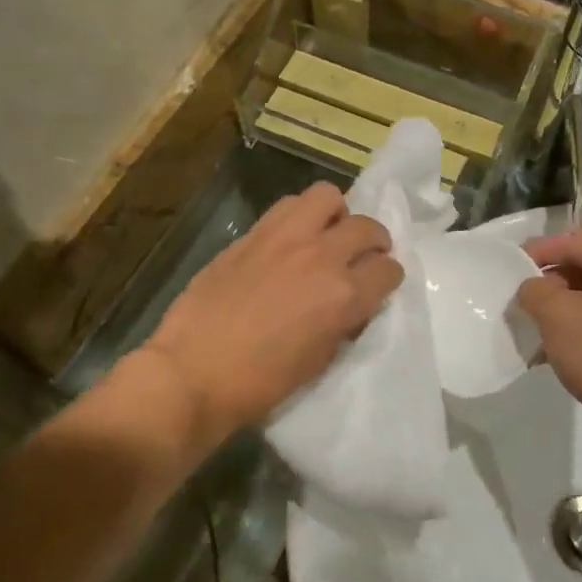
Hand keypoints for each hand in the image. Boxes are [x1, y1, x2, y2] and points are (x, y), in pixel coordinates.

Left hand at [140, 181, 401, 444]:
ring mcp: (284, 239)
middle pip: (367, 227)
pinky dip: (300, 216)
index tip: (378, 288)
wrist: (193, 373)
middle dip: (373, 242)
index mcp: (344, 296)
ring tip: (325, 236)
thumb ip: (343, 323)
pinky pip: (287, 206)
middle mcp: (321, 257)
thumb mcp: (320, 360)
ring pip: (327, 197)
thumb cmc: (261, 384)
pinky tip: (290, 240)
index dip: (387, 280)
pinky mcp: (251, 234)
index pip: (388, 270)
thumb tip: (349, 306)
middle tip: (362, 257)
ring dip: (336, 215)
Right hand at [515, 232, 581, 455]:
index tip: (511, 266)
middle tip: (525, 302)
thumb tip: (536, 287)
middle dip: (554, 282)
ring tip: (541, 329)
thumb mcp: (555, 316)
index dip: (538, 252)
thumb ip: (535, 290)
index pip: (574, 242)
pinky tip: (567, 348)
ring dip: (570, 307)